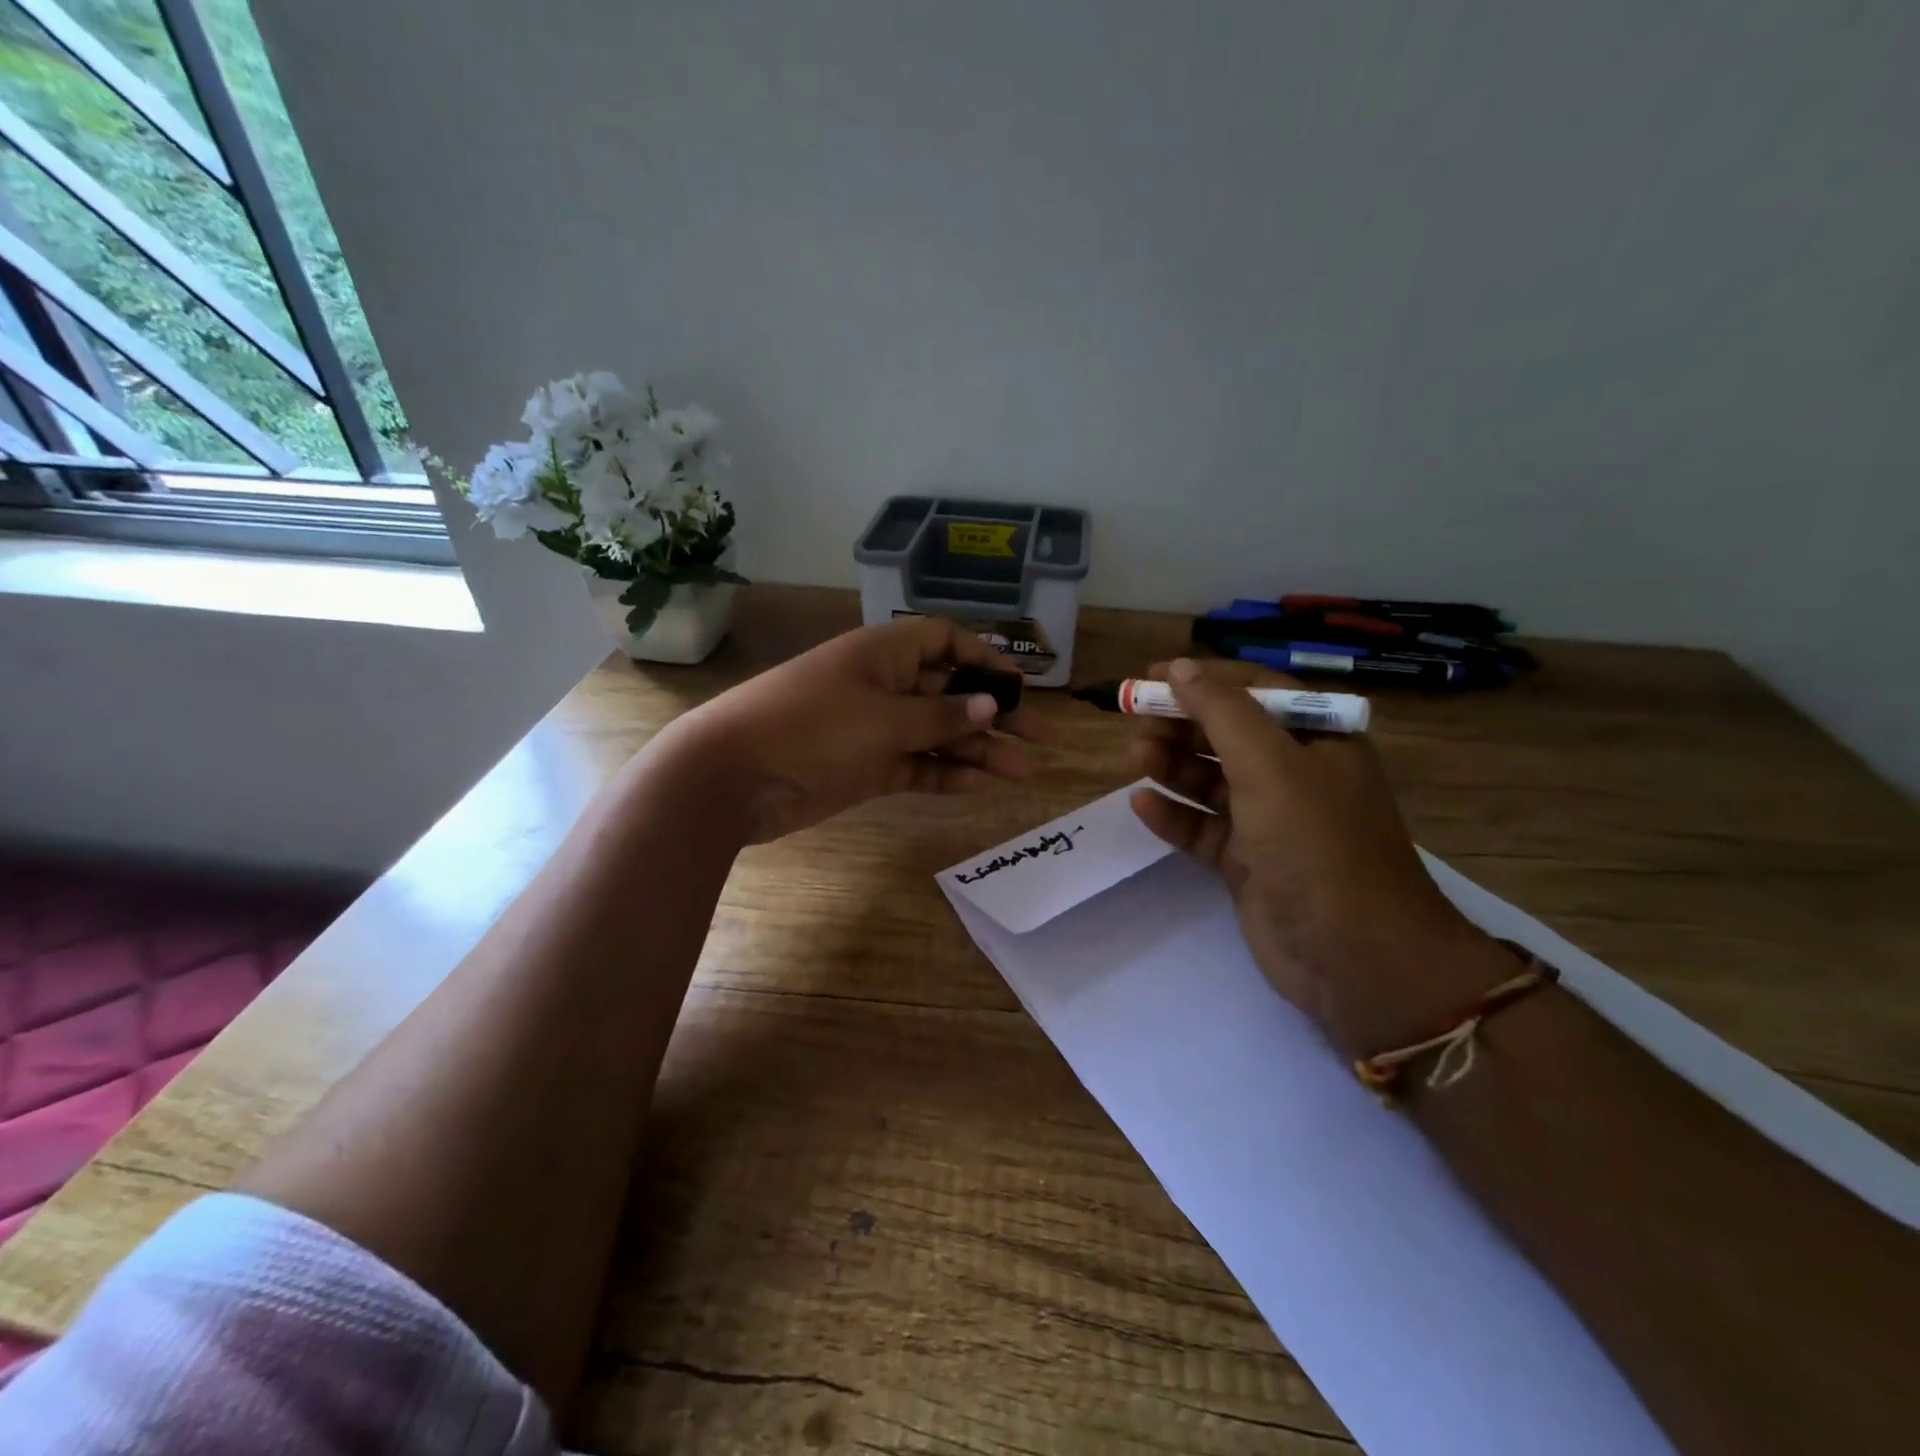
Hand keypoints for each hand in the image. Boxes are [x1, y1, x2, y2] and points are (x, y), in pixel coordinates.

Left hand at [657, 616, 1044, 843]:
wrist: (733, 776)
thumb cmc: (812, 727)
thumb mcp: (884, 718)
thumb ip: (943, 716)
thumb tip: (994, 704)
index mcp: (884, 654)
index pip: (945, 641)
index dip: (985, 658)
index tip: (1021, 686)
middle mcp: (883, 686)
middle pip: (950, 692)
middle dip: (993, 714)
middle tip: (1038, 740)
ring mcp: (875, 729)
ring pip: (938, 734)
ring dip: (978, 751)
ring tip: (1024, 772)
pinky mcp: (867, 767)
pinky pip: (917, 766)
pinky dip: (946, 774)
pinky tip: (981, 784)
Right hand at [1128, 658, 1512, 1057]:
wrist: (1355, 958)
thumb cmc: (1317, 845)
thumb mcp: (1271, 766)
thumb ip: (1222, 712)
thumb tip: (1179, 668)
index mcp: (1319, 740)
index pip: (1255, 691)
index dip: (1203, 680)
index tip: (1151, 677)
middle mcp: (1296, 775)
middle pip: (1227, 735)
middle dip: (1181, 724)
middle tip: (1133, 720)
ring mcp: (1271, 822)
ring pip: (1211, 781)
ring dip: (1173, 766)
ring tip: (1135, 758)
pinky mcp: (1248, 863)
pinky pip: (1204, 828)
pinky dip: (1175, 815)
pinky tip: (1143, 807)